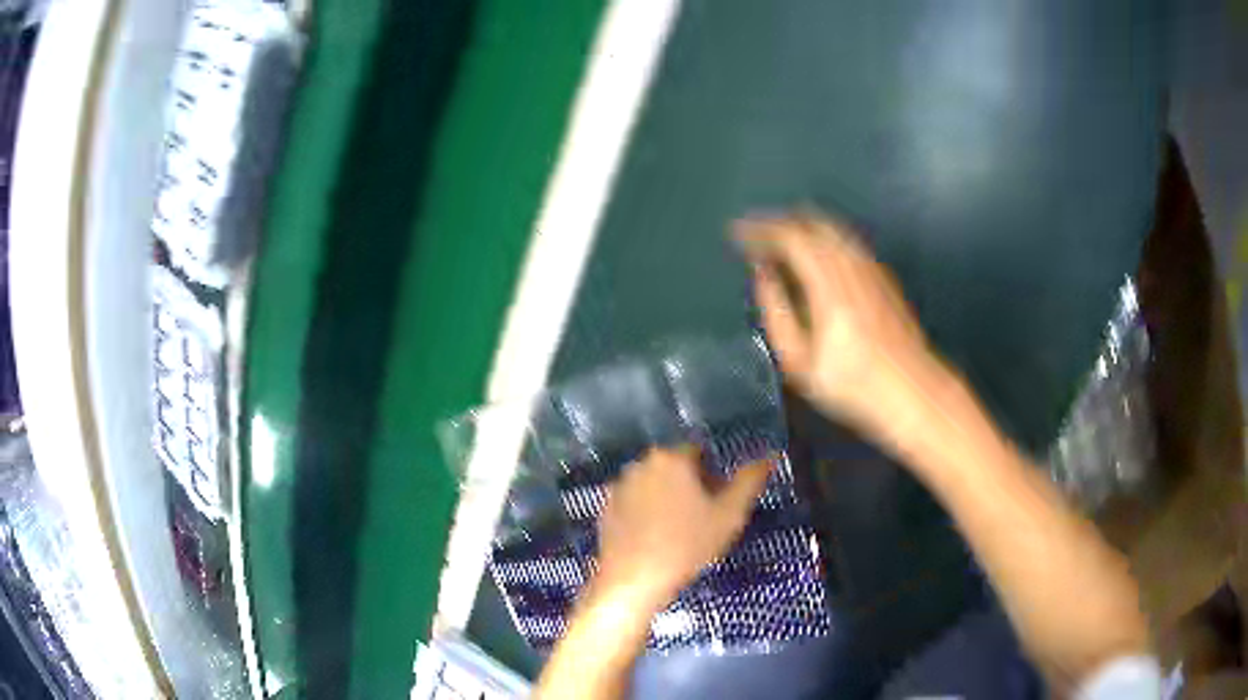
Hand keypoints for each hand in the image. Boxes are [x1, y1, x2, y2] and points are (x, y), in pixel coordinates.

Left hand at [594, 447, 772, 611]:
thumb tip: (770, 455)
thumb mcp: (729, 516)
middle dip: (689, 486)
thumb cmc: (686, 546)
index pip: (699, 453)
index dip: (712, 477)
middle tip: (700, 520)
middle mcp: (641, 463)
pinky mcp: (605, 507)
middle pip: (674, 467)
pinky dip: (644, 512)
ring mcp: (619, 485)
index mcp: (672, 458)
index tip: (715, 504)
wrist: (634, 580)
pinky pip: (634, 502)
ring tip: (676, 532)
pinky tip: (652, 538)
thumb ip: (750, 481)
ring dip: (666, 498)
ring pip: (653, 484)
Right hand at [736, 213, 947, 442]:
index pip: (790, 237)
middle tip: (756, 236)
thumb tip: (763, 276)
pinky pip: (848, 242)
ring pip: (833, 229)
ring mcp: (871, 268)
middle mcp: (851, 265)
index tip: (738, 234)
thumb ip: (776, 312)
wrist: (912, 392)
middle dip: (779, 223)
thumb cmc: (852, 385)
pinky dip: (823, 238)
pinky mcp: (883, 276)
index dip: (760, 229)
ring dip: (802, 228)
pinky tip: (816, 257)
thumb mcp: (800, 362)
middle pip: (812, 223)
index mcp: (828, 284)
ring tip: (780, 242)